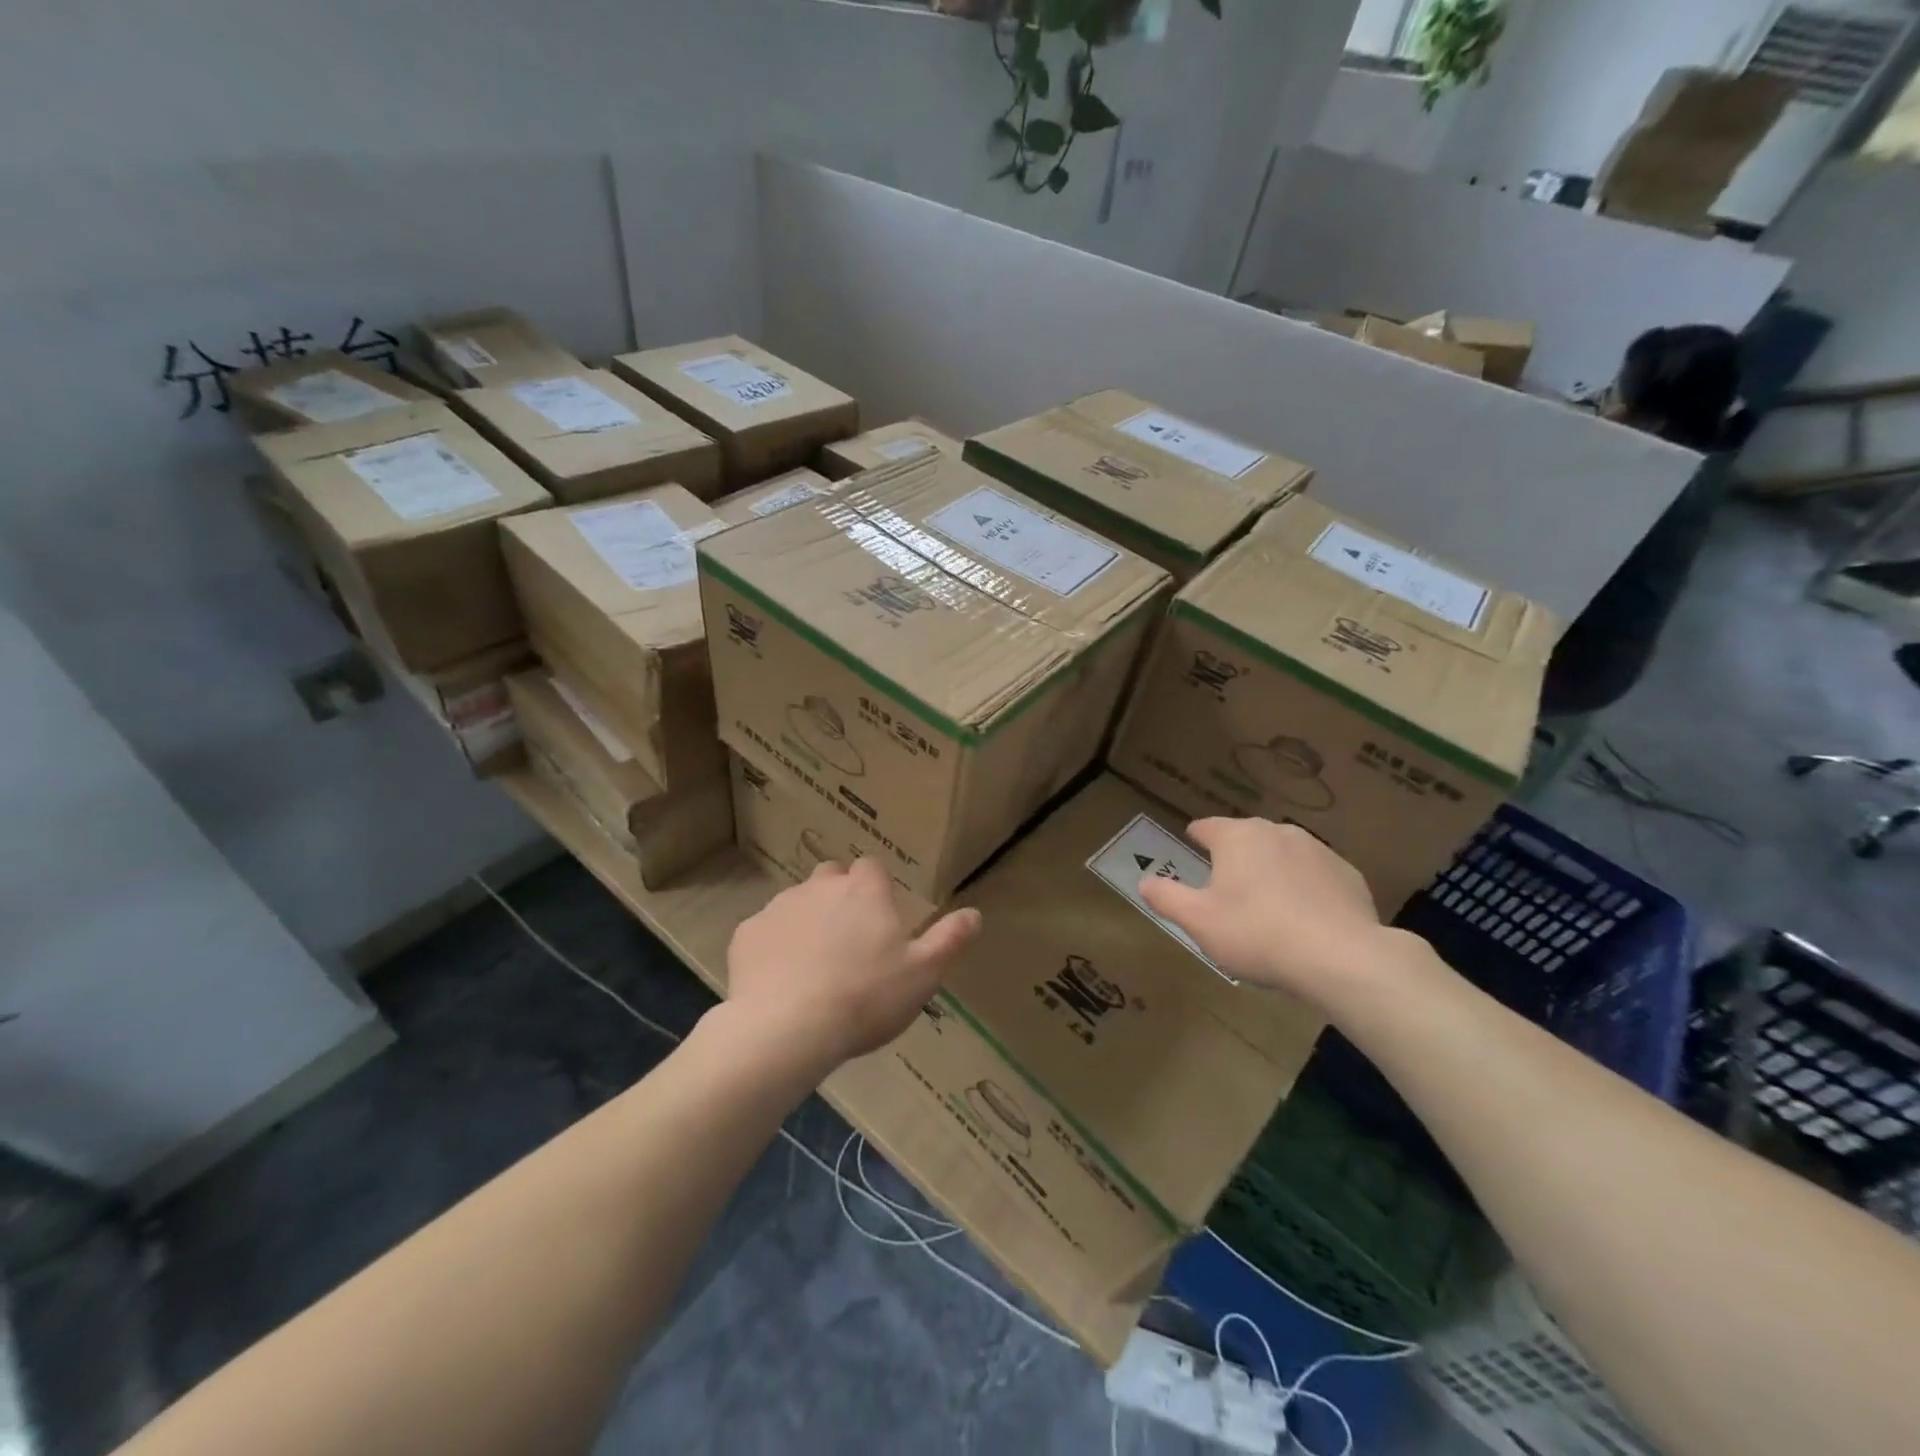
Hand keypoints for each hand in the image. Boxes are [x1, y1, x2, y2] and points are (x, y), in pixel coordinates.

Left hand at [726, 858, 981, 1071]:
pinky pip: (764, 930)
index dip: (876, 888)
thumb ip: (949, 939)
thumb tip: (975, 913)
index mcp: (864, 891)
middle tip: (849, 940)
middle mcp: (820, 886)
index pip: (872, 867)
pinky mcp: (746, 933)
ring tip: (814, 965)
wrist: (787, 1029)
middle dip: (839, 896)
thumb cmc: (865, 998)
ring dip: (807, 920)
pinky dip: (773, 946)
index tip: (880, 917)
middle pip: (831, 876)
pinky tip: (780, 980)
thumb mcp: (923, 974)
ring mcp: (779, 906)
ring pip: (797, 901)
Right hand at [1137, 817, 1389, 1006]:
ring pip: (1283, 854)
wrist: (1341, 957)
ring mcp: (1317, 850)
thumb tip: (1144, 881)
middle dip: (1235, 855)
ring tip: (1266, 904)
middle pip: (1247, 838)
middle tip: (1226, 884)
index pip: (1208, 826)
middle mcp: (1277, 832)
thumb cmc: (1256, 934)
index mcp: (1237, 838)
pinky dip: (1305, 888)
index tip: (1192, 843)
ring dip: (1271, 870)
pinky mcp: (1348, 874)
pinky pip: (1315, 875)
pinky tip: (1305, 918)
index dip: (1196, 836)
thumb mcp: (1198, 921)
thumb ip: (1167, 897)